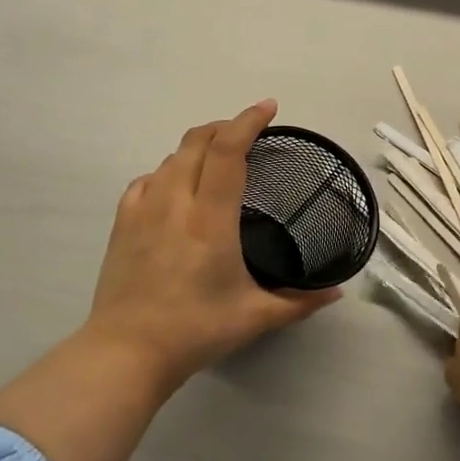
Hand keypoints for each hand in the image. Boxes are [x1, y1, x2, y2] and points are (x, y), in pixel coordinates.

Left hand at [83, 99, 341, 396]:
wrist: (127, 352)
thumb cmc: (195, 331)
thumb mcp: (256, 317)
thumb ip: (300, 302)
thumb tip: (337, 293)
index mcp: (210, 219)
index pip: (227, 150)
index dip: (248, 121)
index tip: (268, 108)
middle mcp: (175, 203)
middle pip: (196, 141)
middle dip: (225, 126)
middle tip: (249, 133)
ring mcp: (143, 210)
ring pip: (171, 158)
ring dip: (197, 148)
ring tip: (218, 160)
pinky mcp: (122, 223)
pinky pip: (146, 181)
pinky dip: (168, 172)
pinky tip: (176, 188)